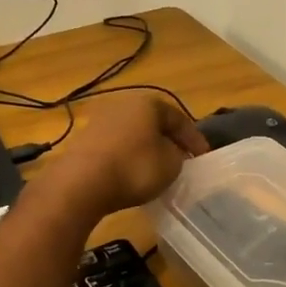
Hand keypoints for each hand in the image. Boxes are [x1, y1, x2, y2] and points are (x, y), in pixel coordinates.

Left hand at [41, 92, 207, 217]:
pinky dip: (128, 157)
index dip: (194, 139)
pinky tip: (132, 174)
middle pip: (153, 123)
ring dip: (147, 149)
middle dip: (168, 141)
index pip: (179, 118)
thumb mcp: (171, 164)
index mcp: (148, 103)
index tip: (203, 157)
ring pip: (134, 134)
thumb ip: (178, 155)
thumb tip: (172, 153)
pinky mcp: (84, 141)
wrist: (82, 183)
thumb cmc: (135, 167)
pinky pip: (116, 147)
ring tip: (157, 169)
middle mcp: (122, 104)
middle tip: (181, 160)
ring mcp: (100, 121)